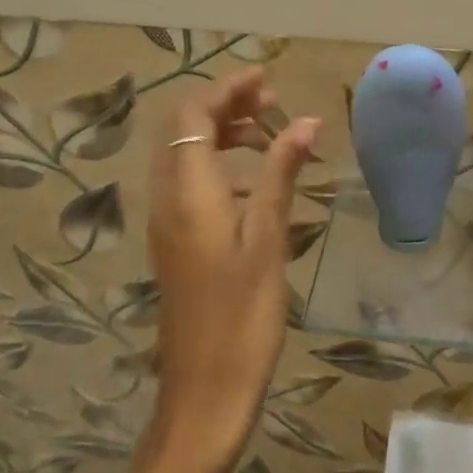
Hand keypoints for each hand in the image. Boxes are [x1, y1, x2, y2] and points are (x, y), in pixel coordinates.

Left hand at [146, 68, 320, 472]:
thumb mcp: (269, 239)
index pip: (193, 116)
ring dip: (222, 135)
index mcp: (188, 193)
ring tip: (270, 137)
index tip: (266, 80)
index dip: (227, 90)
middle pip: (183, 130)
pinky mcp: (176, 244)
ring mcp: (168, 224)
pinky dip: (220, 167)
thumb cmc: (243, 316)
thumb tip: (305, 121)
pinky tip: (257, 185)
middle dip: (225, 107)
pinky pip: (191, 185)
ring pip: (186, 157)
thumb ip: (281, 174)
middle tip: (272, 104)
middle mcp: (168, 200)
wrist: (204, 392)